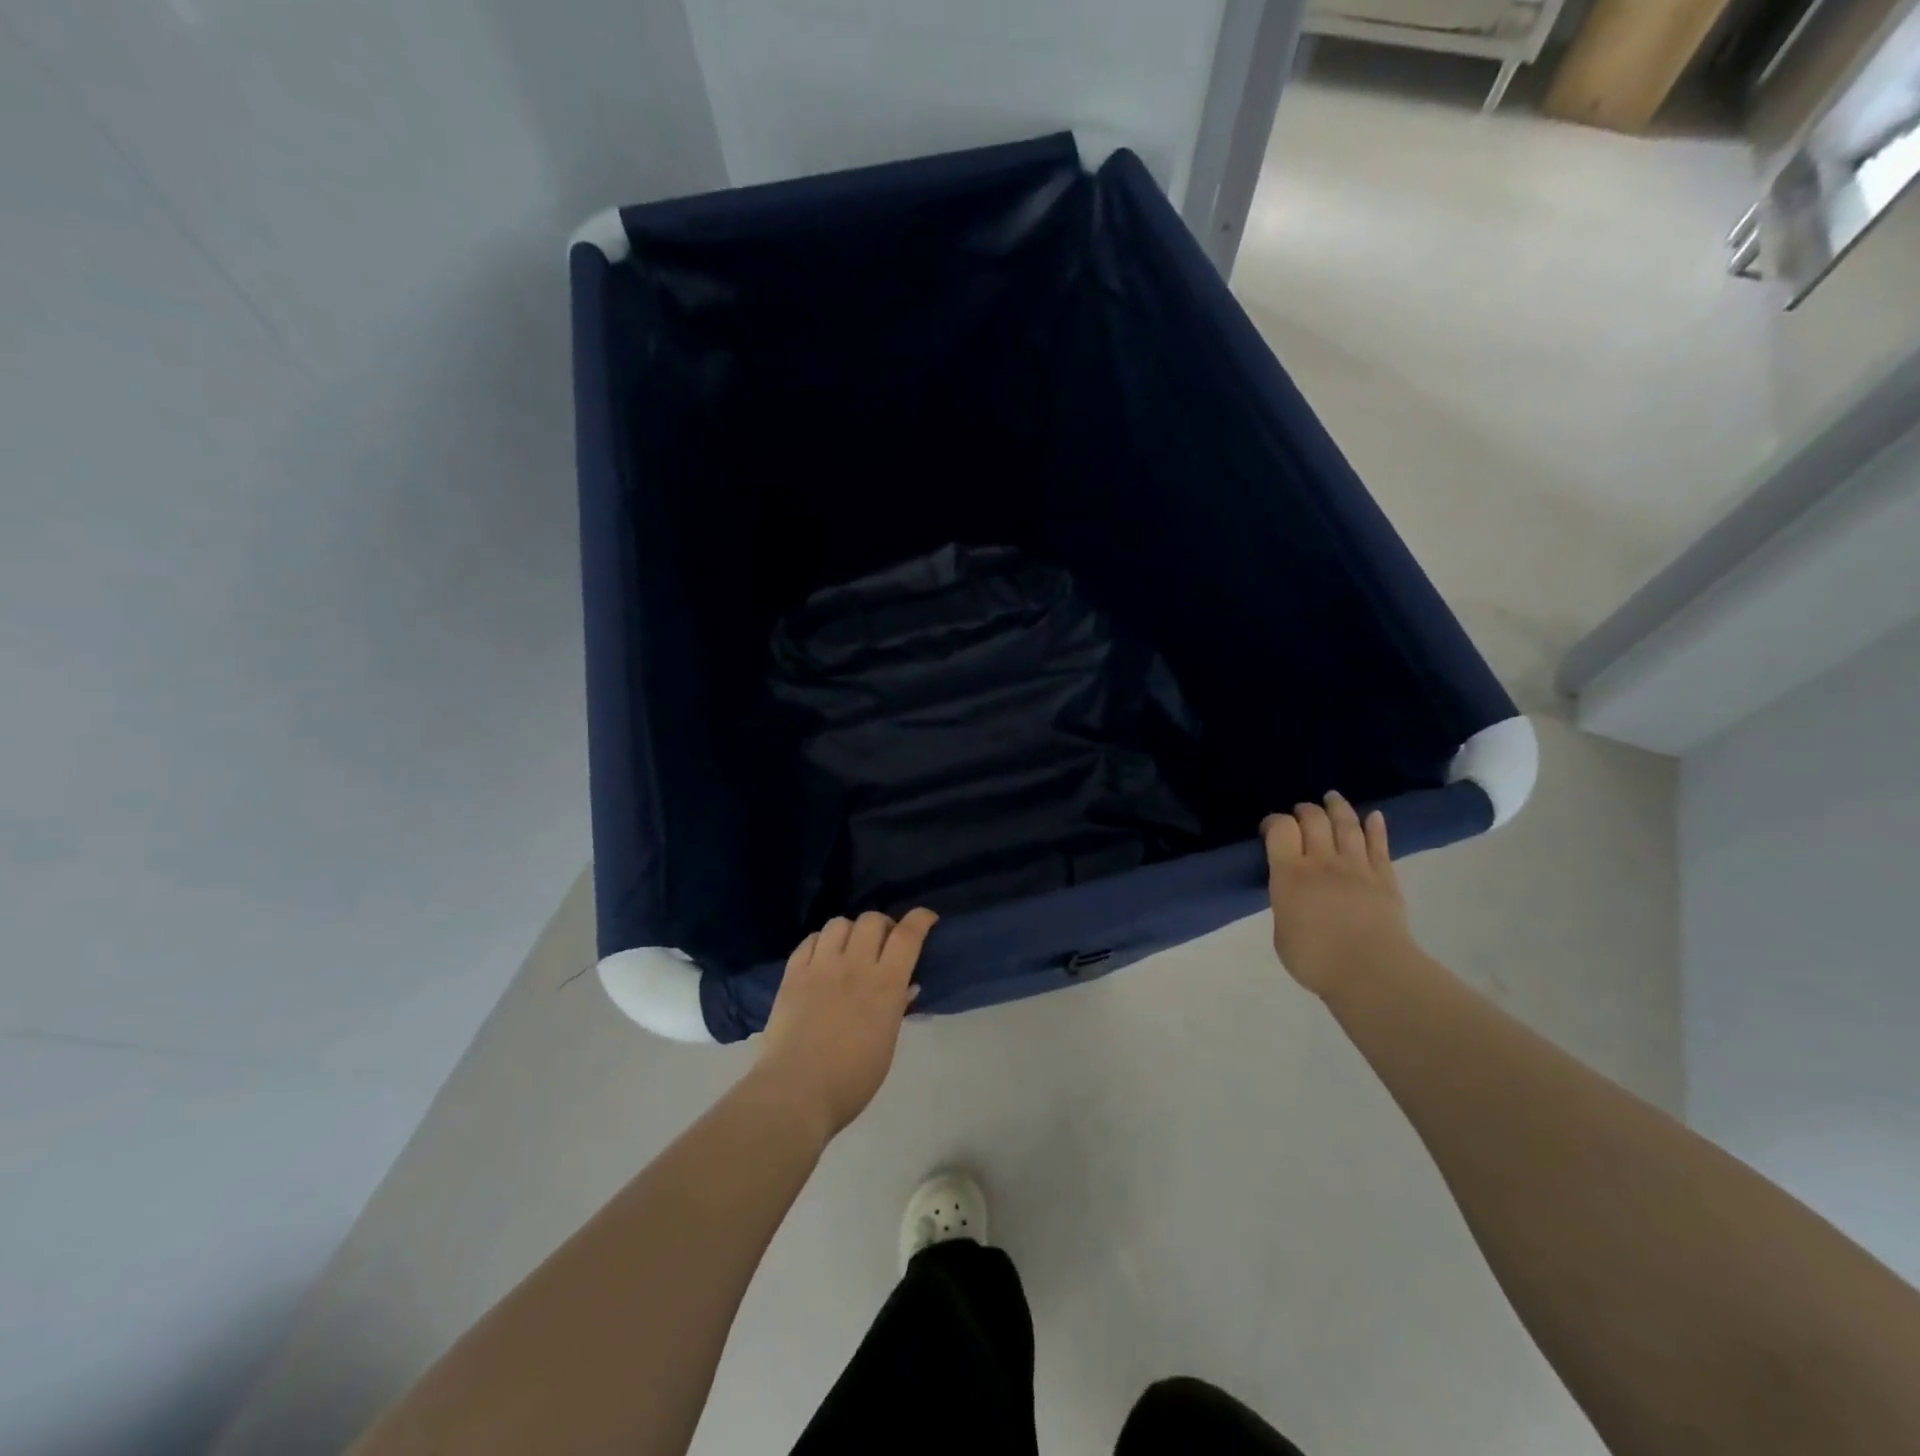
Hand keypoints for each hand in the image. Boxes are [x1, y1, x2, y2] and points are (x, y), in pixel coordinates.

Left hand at [754, 909, 937, 1141]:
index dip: (920, 919)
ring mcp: (820, 967)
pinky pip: (809, 941)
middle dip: (883, 925)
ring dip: (850, 931)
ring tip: (849, 948)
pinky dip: (820, 942)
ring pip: (839, 923)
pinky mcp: (792, 974)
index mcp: (885, 985)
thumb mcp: (886, 1045)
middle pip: (872, 920)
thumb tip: (907, 985)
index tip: (927, 918)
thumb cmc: (851, 1080)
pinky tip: (822, 957)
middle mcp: (854, 966)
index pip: (907, 936)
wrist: (795, 1093)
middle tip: (883, 944)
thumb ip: (896, 1008)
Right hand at [1263, 792, 1412, 998]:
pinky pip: (1379, 846)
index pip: (1280, 829)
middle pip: (1314, 820)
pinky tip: (1374, 816)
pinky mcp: (1385, 878)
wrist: (1372, 973)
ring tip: (1332, 797)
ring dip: (1338, 808)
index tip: (1269, 828)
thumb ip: (1285, 904)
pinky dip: (1376, 827)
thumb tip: (1292, 895)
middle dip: (1304, 810)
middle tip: (1301, 812)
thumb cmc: (1316, 959)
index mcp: (1290, 874)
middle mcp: (1322, 862)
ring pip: (1347, 825)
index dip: (1273, 821)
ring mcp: (1357, 867)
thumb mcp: (1281, 932)